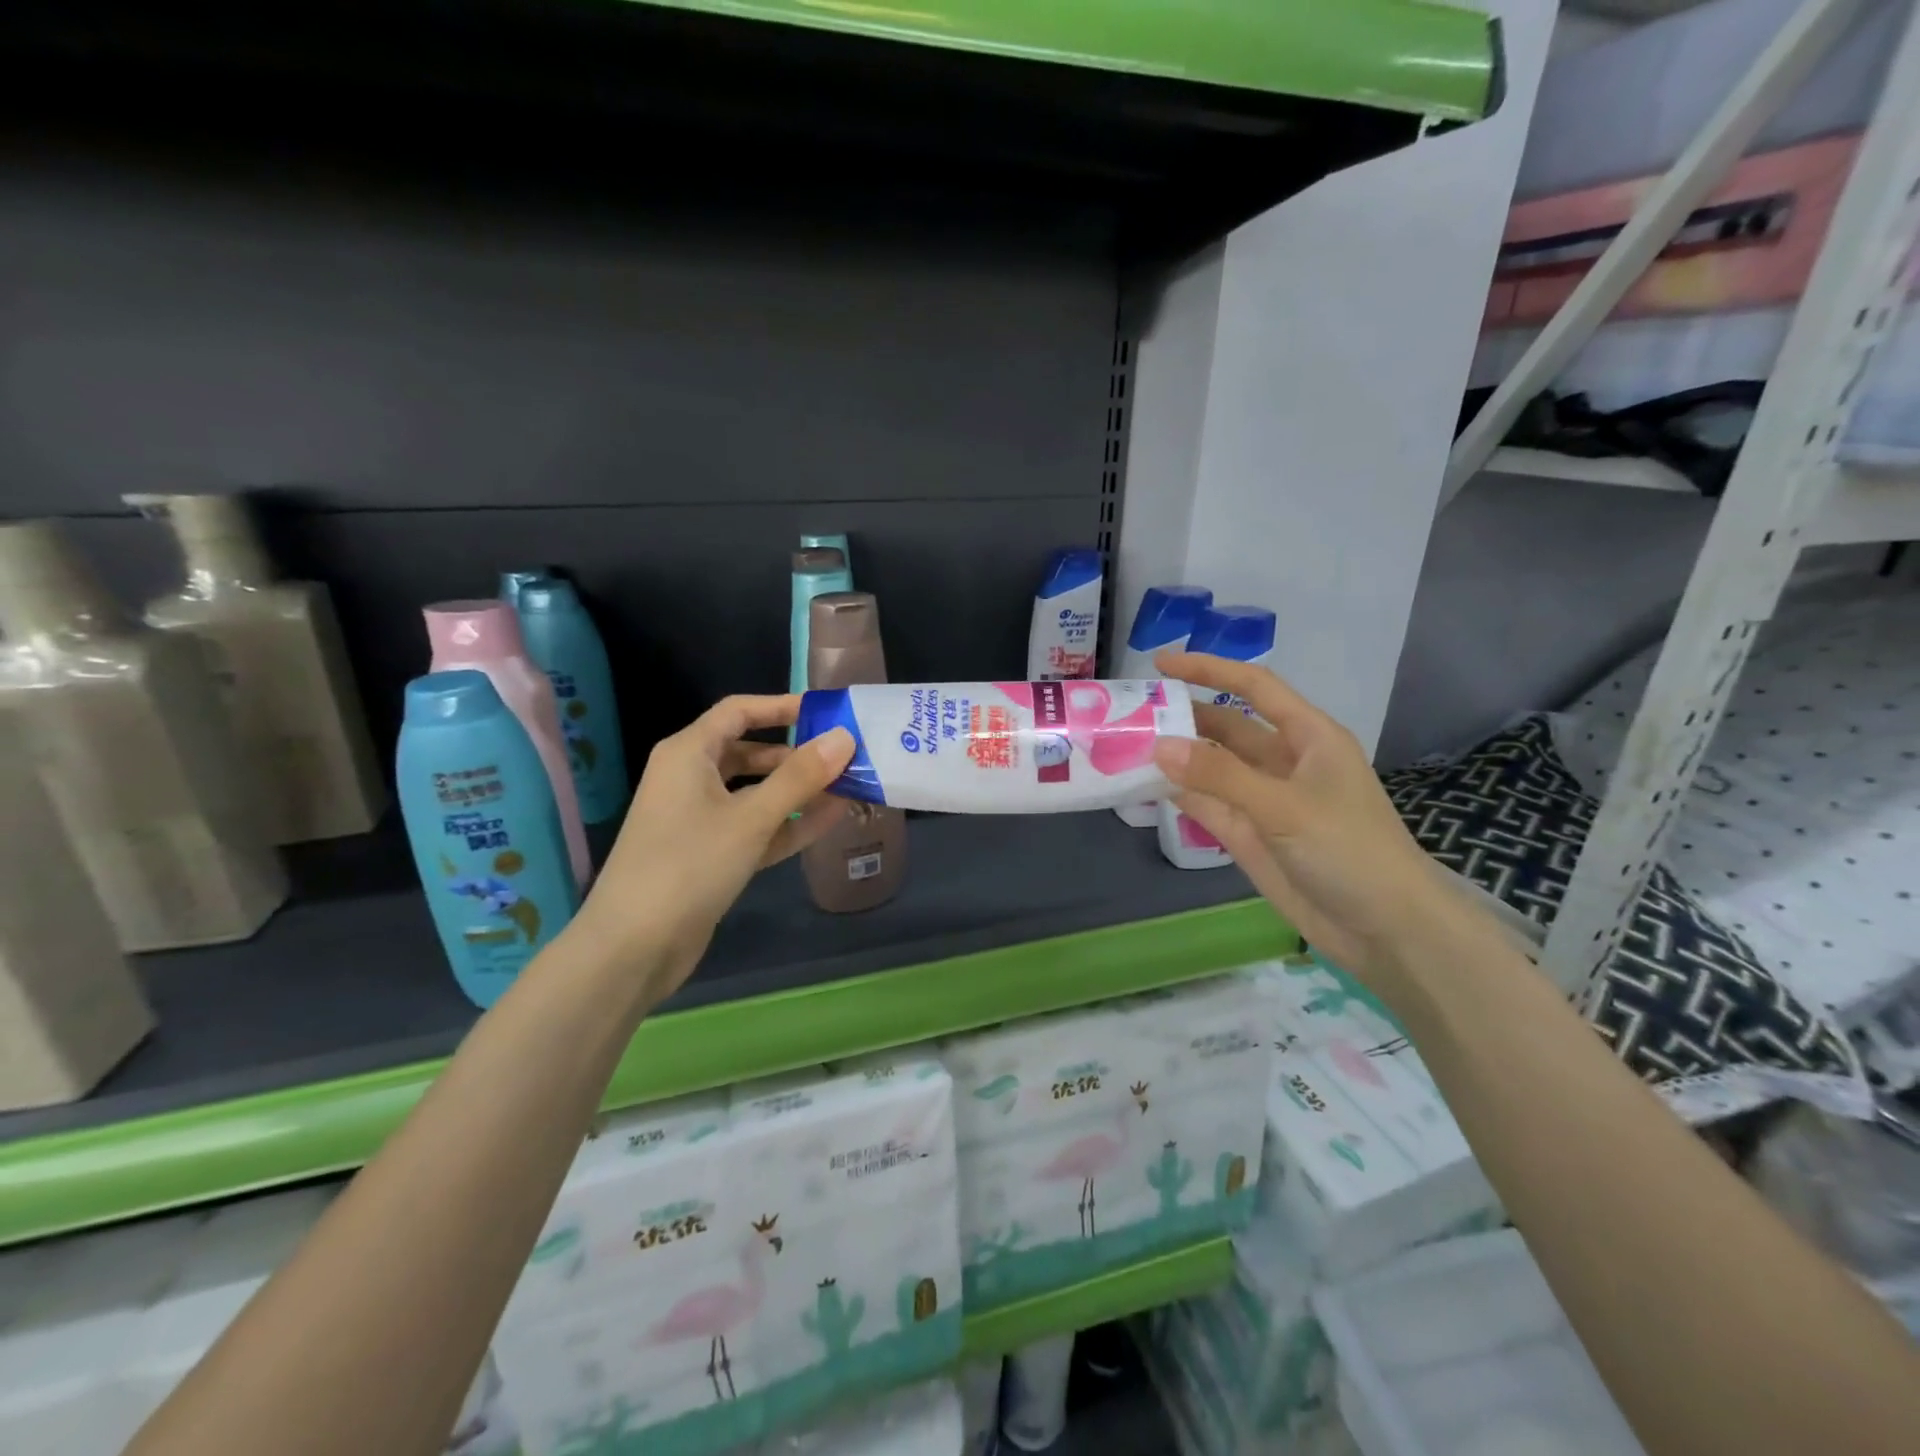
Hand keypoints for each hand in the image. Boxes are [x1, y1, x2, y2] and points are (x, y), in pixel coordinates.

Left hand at [571, 695, 853, 1001]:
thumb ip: (800, 776)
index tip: (827, 712)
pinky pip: (756, 827)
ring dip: (799, 791)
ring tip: (849, 787)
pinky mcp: (711, 854)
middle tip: (847, 757)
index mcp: (688, 754)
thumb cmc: (688, 865)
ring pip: (757, 793)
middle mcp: (691, 779)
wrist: (634, 947)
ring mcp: (701, 819)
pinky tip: (830, 819)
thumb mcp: (750, 817)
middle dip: (798, 754)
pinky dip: (788, 822)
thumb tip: (844, 736)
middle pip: (751, 752)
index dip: (782, 707)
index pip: (739, 712)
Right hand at [1151, 652, 1450, 991]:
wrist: (1384, 929)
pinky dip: (1177, 794)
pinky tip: (1144, 785)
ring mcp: (1263, 799)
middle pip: (1225, 727)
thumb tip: (1158, 745)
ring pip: (1210, 767)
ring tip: (1123, 745)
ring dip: (1174, 757)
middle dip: (1183, 716)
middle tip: (1130, 713)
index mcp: (1307, 737)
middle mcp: (1282, 761)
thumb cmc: (1349, 850)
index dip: (1209, 670)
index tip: (1161, 663)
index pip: (1253, 687)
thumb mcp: (1285, 807)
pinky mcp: (1248, 834)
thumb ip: (1220, 776)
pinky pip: (1206, 804)